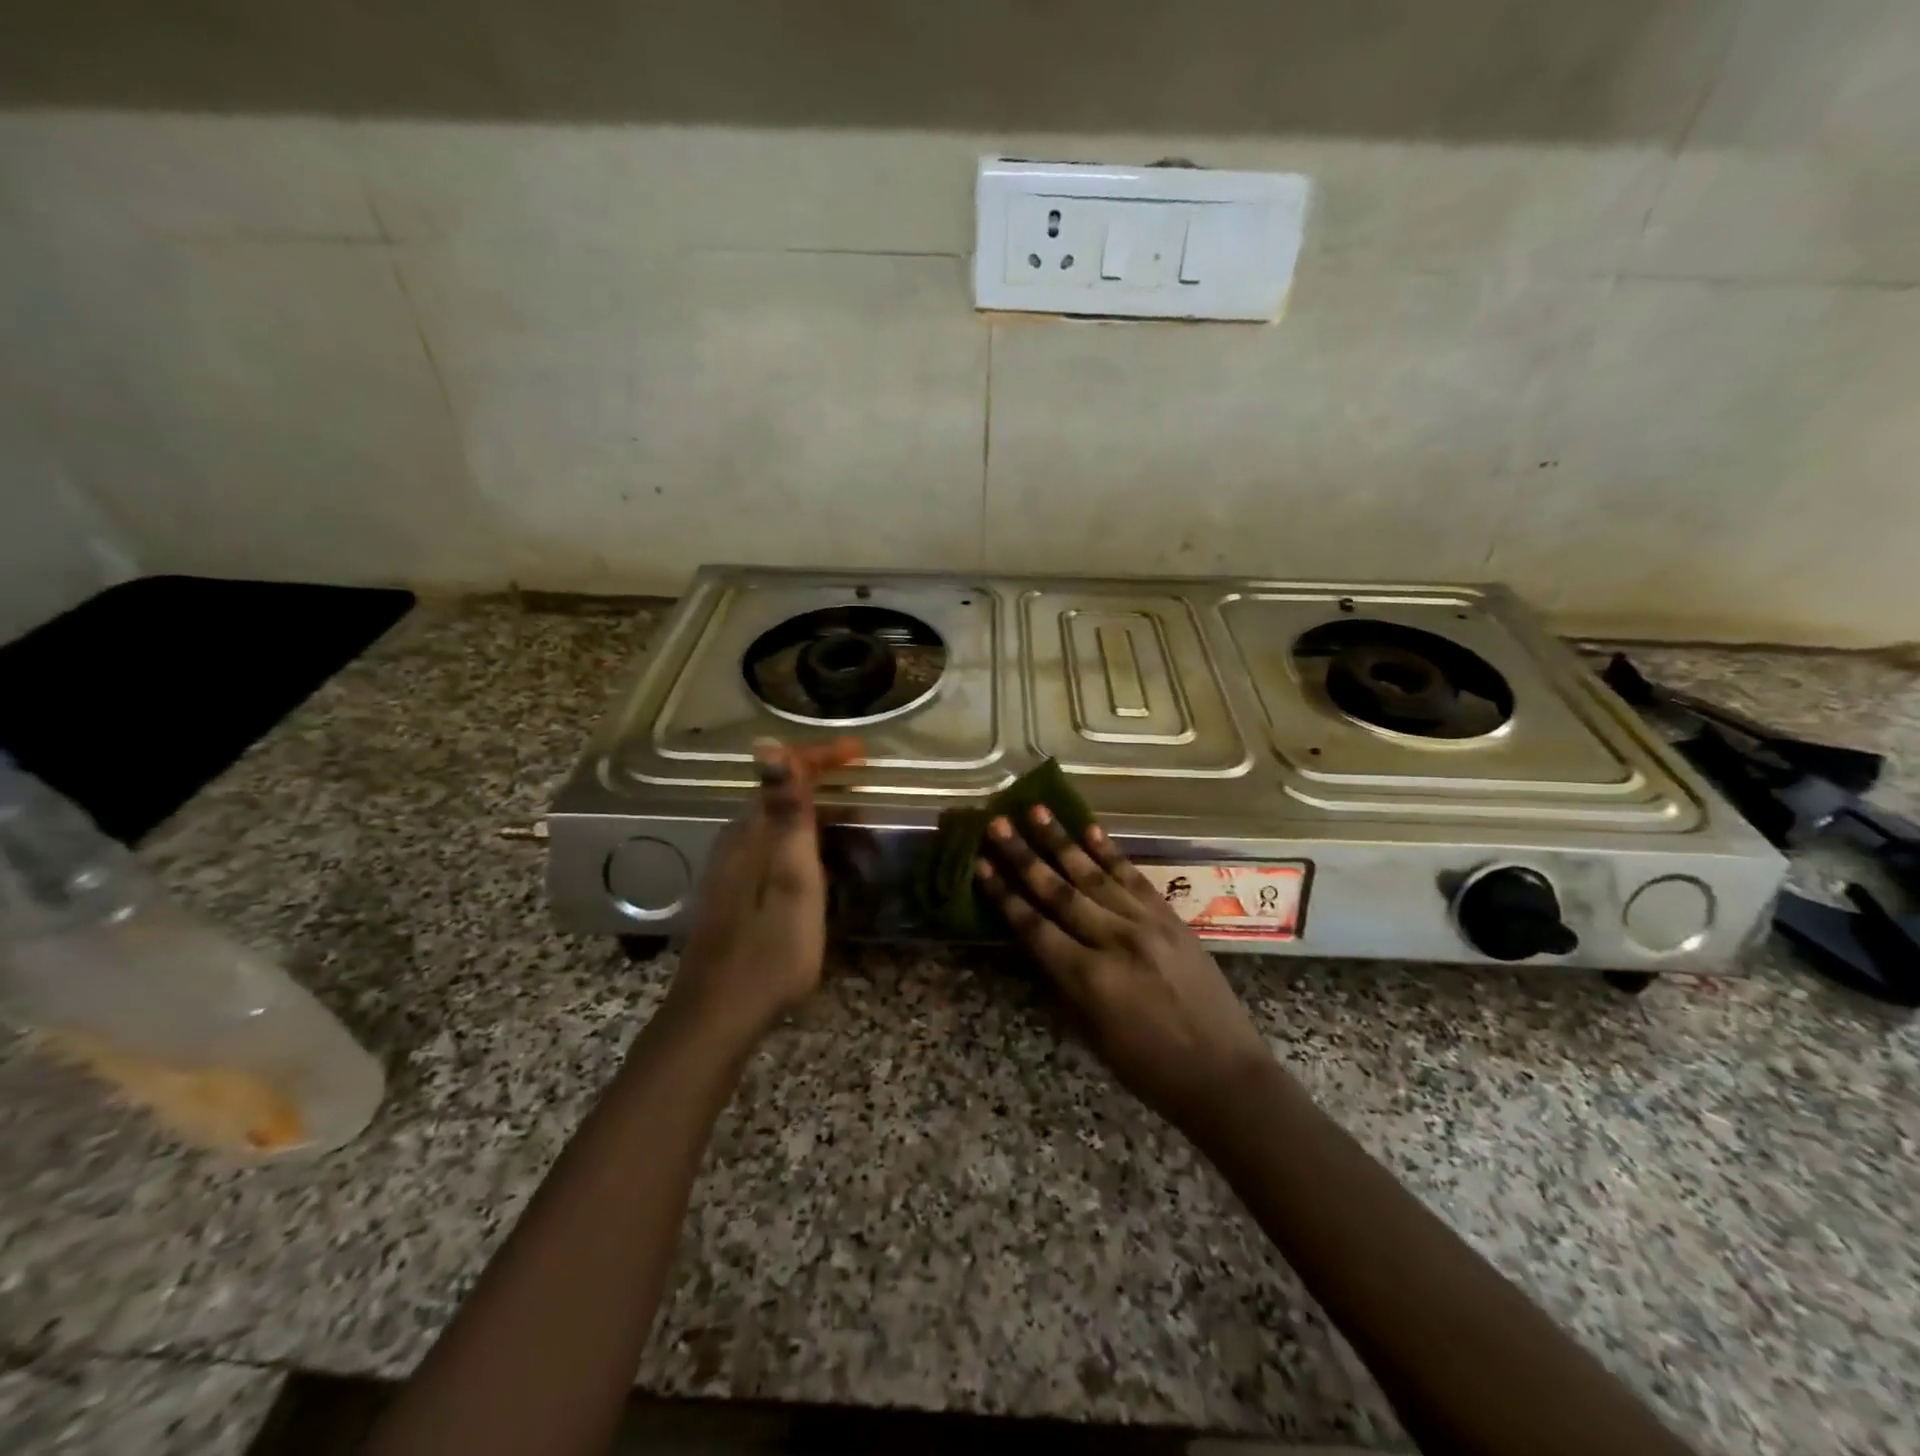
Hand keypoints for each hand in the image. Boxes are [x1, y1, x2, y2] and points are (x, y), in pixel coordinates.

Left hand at [668, 737, 861, 1044]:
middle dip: (823, 784)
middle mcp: (736, 840)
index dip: (823, 756)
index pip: (786, 772)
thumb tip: (768, 744)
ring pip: (777, 824)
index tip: (862, 754)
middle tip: (866, 794)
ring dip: (815, 816)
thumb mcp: (791, 877)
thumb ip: (785, 812)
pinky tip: (819, 865)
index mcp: (751, 832)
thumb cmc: (770, 948)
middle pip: (781, 795)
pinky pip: (772, 847)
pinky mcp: (733, 891)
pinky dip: (803, 843)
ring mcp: (730, 867)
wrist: (719, 1013)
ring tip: (854, 830)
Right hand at [976, 806, 1273, 1127]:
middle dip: (1024, 856)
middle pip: (1059, 891)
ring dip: (1062, 841)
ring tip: (1036, 811)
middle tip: (997, 824)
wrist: (1225, 1075)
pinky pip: (1134, 878)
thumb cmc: (1149, 1069)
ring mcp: (1147, 924)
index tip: (980, 864)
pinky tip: (1090, 829)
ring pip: (1094, 875)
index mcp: (1090, 980)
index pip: (1035, 927)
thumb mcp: (1092, 1036)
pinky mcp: (1171, 918)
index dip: (1004, 895)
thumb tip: (1036, 943)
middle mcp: (1115, 941)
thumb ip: (1062, 983)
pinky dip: (1110, 852)